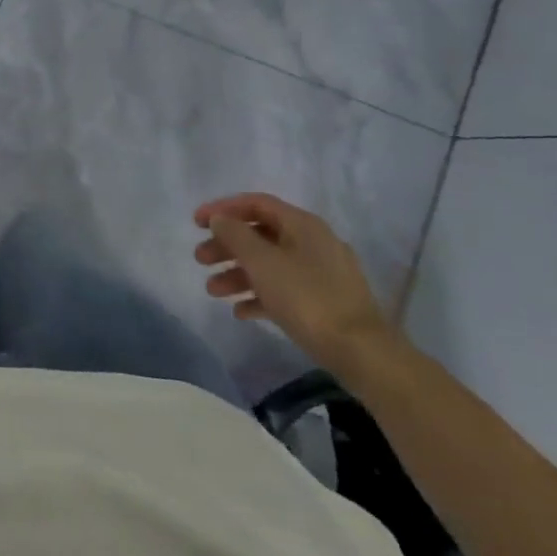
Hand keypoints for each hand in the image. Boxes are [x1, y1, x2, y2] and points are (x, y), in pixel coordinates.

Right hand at [194, 192, 399, 376]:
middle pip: (260, 234)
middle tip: (200, 259)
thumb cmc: (306, 297)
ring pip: (269, 264)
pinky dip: (259, 295)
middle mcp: (313, 242)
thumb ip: (235, 235)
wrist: (360, 351)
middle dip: (226, 246)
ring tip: (212, 291)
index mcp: (302, 225)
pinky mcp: (323, 301)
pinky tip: (240, 311)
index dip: (223, 208)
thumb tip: (219, 219)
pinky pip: (283, 289)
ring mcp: (320, 273)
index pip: (256, 204)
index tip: (196, 223)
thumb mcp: (262, 262)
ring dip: (237, 273)